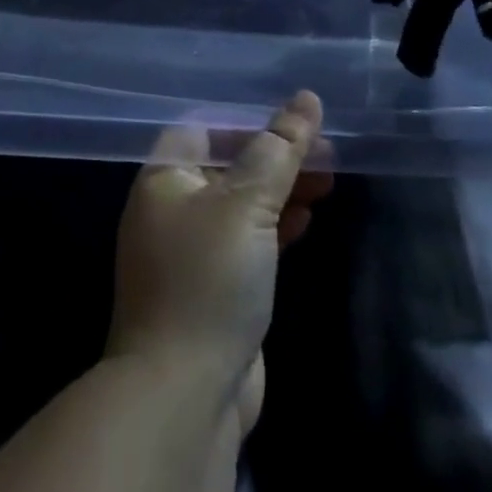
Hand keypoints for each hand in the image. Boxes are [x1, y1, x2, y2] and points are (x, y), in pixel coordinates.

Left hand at [106, 92, 331, 434]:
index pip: (205, 128)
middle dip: (276, 156)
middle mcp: (171, 209)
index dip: (249, 121)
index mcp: (163, 180)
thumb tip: (306, 98)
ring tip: (328, 181)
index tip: (296, 123)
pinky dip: (276, 225)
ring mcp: (192, 251)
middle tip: (327, 153)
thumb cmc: (209, 279)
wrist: (184, 394)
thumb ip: (279, 149)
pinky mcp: (214, 287)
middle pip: (228, 165)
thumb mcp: (246, 203)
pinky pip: (247, 240)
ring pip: (242, 203)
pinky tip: (307, 220)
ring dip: (282, 189)